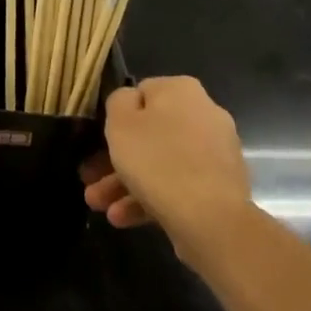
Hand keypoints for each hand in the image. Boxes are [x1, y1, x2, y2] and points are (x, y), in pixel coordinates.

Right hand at [80, 76, 252, 262]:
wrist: (213, 221)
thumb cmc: (158, 161)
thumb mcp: (120, 122)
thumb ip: (118, 101)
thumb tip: (129, 101)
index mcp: (181, 90)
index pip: (140, 93)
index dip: (116, 117)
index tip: (99, 140)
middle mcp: (204, 114)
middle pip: (149, 133)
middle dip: (116, 159)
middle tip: (91, 180)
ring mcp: (215, 153)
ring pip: (161, 162)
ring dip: (127, 182)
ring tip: (99, 207)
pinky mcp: (220, 187)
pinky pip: (179, 184)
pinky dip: (151, 197)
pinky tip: (123, 218)